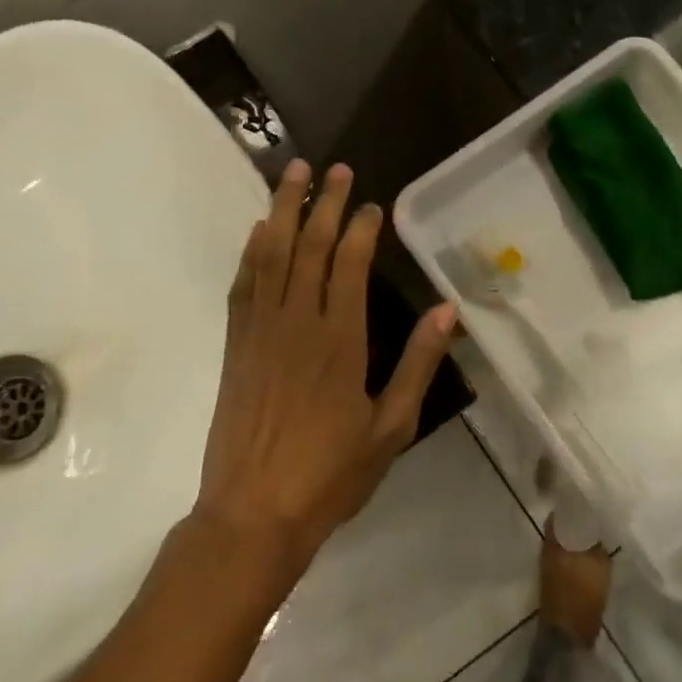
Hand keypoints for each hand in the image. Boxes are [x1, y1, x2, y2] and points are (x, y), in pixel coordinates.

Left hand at [193, 160, 457, 578]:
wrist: (253, 512)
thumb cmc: (330, 474)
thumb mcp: (391, 427)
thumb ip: (418, 364)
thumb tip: (446, 311)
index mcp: (341, 340)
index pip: (351, 265)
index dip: (362, 228)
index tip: (372, 204)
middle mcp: (298, 322)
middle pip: (311, 247)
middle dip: (325, 203)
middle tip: (335, 168)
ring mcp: (261, 330)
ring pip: (273, 255)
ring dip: (283, 210)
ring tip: (293, 173)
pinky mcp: (236, 345)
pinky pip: (243, 284)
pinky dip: (252, 251)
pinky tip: (259, 229)